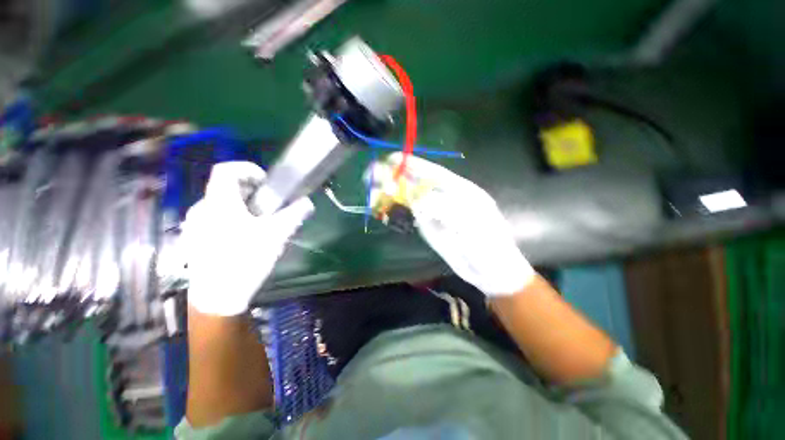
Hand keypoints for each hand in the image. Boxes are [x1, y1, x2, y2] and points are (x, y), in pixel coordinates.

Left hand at [181, 162, 313, 315]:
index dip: (247, 168)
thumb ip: (294, 215)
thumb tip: (308, 203)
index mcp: (219, 203)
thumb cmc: (246, 260)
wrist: (218, 297)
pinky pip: (215, 218)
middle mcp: (202, 209)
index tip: (266, 182)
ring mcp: (196, 225)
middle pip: (225, 187)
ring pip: (220, 203)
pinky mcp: (196, 239)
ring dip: (242, 205)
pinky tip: (245, 237)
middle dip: (249, 190)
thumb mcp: (277, 235)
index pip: (225, 169)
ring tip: (259, 222)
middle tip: (268, 204)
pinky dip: (232, 218)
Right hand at [371, 153, 534, 296]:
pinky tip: (383, 205)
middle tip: (374, 174)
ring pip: (411, 198)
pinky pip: (411, 213)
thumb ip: (444, 209)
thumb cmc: (488, 244)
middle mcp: (445, 198)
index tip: (393, 159)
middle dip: (397, 177)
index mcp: (460, 190)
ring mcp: (435, 212)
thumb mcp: (471, 223)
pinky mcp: (428, 226)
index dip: (414, 165)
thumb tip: (418, 200)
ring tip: (373, 190)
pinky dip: (397, 209)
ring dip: (392, 193)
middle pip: (418, 183)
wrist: (490, 270)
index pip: (433, 172)